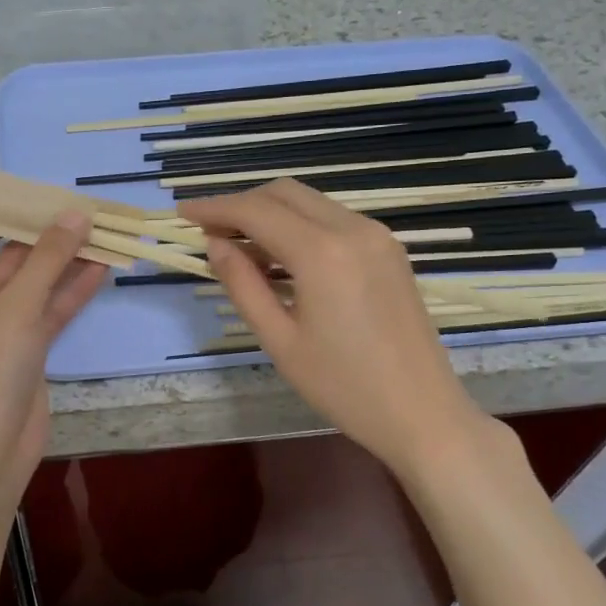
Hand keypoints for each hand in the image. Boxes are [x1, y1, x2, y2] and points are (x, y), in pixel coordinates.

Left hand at [0, 212, 107, 500]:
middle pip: (16, 259)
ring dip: (68, 264)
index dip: (12, 216)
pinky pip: (52, 312)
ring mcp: (6, 328)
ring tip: (104, 234)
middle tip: (87, 211)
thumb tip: (75, 213)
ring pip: (40, 286)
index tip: (48, 195)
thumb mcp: (18, 305)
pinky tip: (103, 270)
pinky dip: (74, 293)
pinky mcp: (31, 349)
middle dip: (49, 238)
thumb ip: (48, 258)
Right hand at [185, 179, 488, 473]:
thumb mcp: (280, 340)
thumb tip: (216, 245)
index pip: (256, 211)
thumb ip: (243, 285)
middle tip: (209, 232)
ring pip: (310, 202)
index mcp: (322, 253)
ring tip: (239, 246)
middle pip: (284, 193)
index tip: (183, 214)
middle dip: (241, 204)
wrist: (422, 412)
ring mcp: (377, 236)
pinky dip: (299, 225)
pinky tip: (281, 257)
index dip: (215, 208)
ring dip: (271, 213)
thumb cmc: (343, 386)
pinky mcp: (389, 249)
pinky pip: (333, 219)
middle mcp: (353, 229)